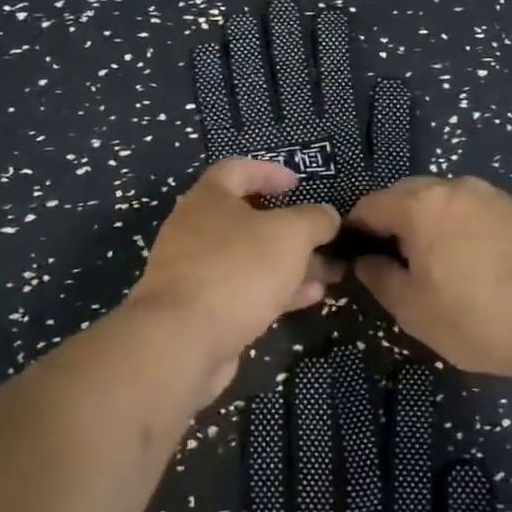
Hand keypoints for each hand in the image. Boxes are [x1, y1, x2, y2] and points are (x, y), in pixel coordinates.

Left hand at [126, 158, 341, 401]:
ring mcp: (195, 271)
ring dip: (289, 263)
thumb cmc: (238, 270)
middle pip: (247, 218)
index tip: (298, 184)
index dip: (269, 172)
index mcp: (208, 198)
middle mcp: (195, 229)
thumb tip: (327, 216)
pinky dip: (276, 289)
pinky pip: (243, 289)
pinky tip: (311, 298)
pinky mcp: (200, 310)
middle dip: (289, 228)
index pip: (237, 169)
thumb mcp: (290, 234)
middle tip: (322, 236)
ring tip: (329, 271)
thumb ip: (315, 219)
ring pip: (249, 258)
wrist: (182, 341)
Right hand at [347, 176, 511, 380]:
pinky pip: (468, 207)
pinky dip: (454, 224)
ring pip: (438, 199)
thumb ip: (379, 278)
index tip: (354, 258)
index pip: (369, 205)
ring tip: (431, 263)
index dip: (354, 230)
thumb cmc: (479, 318)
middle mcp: (451, 187)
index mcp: (420, 205)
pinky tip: (466, 259)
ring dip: (424, 222)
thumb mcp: (414, 310)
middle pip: (403, 194)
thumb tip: (365, 260)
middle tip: (392, 263)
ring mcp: (487, 193)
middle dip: (390, 222)